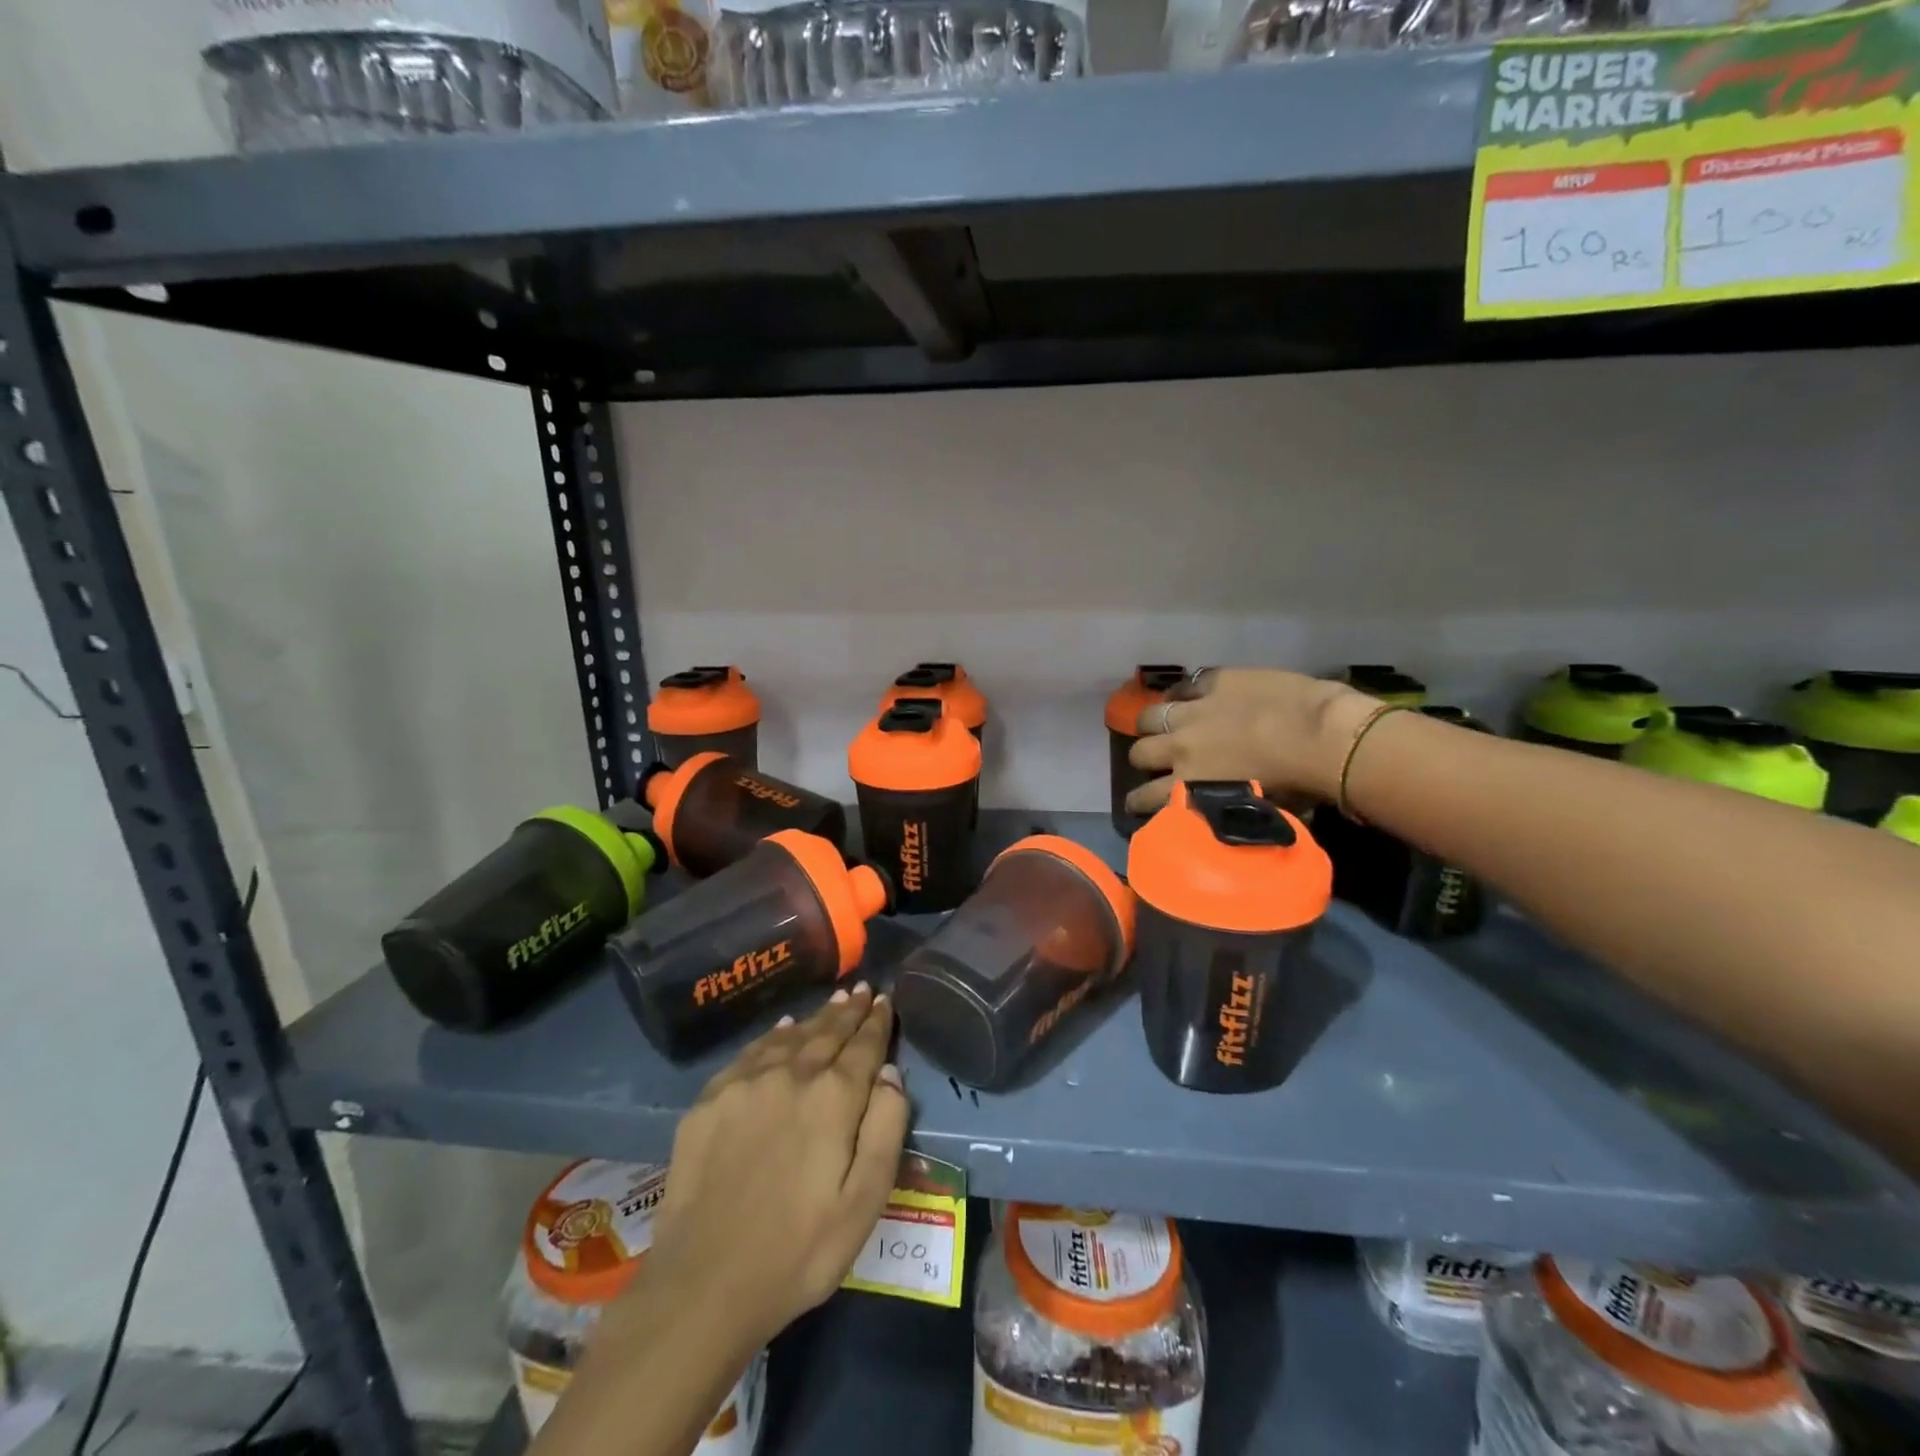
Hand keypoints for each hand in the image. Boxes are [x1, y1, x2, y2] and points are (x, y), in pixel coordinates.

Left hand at [634, 986, 908, 1352]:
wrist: (703, 1285)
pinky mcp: (710, 1099)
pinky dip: (774, 1035)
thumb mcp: (864, 1202)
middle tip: (861, 990)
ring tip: (832, 1002)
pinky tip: (783, 1029)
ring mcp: (746, 1083)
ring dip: (816, 1018)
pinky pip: (751, 1051)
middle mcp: (792, 1075)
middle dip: (848, 1011)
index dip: (877, 1022)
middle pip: (827, 1032)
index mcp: (834, 1098)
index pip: (864, 1046)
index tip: (884, 999)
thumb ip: (885, 1129)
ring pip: (790, 1036)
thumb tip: (890, 1073)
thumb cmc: (799, 1251)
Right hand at [1126, 668, 1378, 814]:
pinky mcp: (1214, 682)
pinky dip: (1183, 693)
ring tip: (1160, 725)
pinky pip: (1185, 685)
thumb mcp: (1252, 808)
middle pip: (1141, 753)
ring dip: (1153, 724)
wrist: (1323, 737)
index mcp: (1190, 785)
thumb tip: (1217, 808)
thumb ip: (1221, 805)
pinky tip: (1188, 696)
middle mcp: (1180, 748)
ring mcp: (1194, 711)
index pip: (1146, 797)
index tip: (1136, 804)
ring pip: (1150, 716)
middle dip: (1144, 759)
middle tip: (1154, 761)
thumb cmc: (1298, 784)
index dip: (1137, 801)